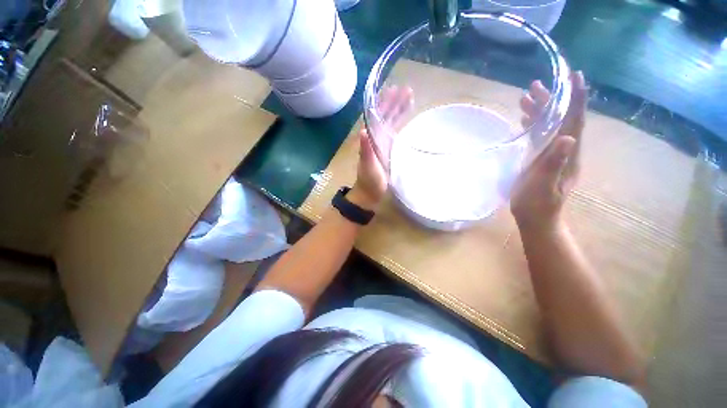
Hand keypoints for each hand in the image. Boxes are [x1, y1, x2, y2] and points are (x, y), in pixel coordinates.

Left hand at [351, 86, 412, 210]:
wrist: (370, 193)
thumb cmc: (369, 181)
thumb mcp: (368, 166)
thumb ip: (365, 150)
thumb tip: (363, 130)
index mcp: (371, 139)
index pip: (377, 116)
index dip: (385, 103)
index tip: (394, 89)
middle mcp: (376, 138)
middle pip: (385, 116)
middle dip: (394, 102)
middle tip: (407, 89)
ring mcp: (383, 143)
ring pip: (391, 122)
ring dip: (399, 110)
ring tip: (410, 97)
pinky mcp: (389, 150)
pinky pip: (395, 132)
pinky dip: (401, 123)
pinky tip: (407, 118)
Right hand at [511, 71, 587, 232]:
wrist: (536, 218)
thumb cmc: (537, 205)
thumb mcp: (544, 187)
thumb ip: (554, 164)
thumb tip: (568, 138)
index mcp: (569, 154)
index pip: (575, 121)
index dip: (576, 99)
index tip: (574, 77)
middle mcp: (565, 150)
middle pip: (562, 119)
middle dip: (552, 100)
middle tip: (535, 85)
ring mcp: (554, 154)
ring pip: (550, 125)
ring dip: (541, 110)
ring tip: (526, 97)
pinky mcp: (542, 158)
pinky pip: (541, 136)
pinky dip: (534, 124)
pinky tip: (525, 118)